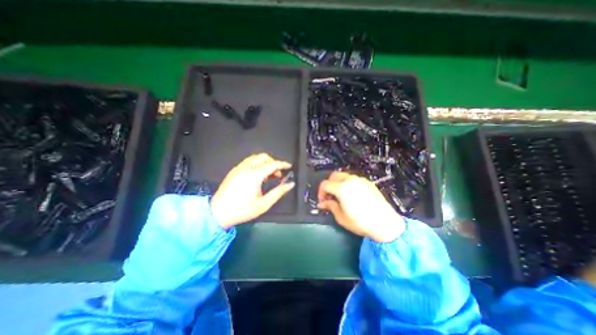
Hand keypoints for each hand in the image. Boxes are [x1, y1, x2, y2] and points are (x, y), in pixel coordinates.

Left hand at [210, 153, 293, 228]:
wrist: (218, 213)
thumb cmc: (241, 210)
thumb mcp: (264, 204)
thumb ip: (279, 192)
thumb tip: (289, 184)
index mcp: (255, 175)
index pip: (273, 164)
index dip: (283, 164)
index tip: (289, 166)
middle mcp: (246, 168)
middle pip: (264, 157)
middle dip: (274, 162)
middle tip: (278, 173)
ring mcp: (239, 168)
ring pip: (256, 158)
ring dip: (265, 163)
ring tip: (269, 175)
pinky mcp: (234, 170)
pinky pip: (248, 161)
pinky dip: (257, 164)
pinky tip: (258, 175)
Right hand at [317, 171, 404, 241]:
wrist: (385, 223)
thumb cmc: (361, 222)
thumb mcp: (341, 217)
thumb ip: (330, 206)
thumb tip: (323, 203)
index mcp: (342, 188)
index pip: (325, 184)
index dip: (320, 192)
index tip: (323, 201)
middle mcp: (350, 180)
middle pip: (333, 176)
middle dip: (329, 184)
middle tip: (329, 196)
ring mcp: (360, 180)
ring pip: (344, 176)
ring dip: (338, 183)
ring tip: (340, 196)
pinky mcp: (368, 183)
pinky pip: (353, 180)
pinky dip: (348, 184)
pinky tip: (351, 195)